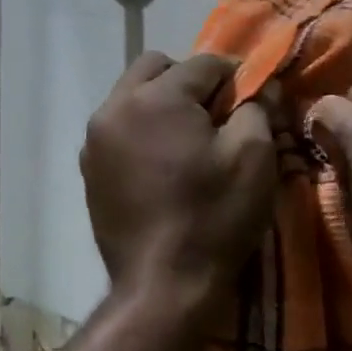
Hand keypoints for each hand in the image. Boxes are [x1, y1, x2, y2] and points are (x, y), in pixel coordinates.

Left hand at [82, 53, 281, 322]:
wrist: (163, 287)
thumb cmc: (215, 217)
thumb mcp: (255, 157)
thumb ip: (258, 108)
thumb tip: (262, 87)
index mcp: (157, 98)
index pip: (205, 64)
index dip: (237, 77)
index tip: (256, 99)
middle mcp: (115, 107)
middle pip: (157, 69)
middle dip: (192, 82)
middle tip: (219, 116)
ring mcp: (95, 141)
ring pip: (133, 98)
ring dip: (164, 105)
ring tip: (191, 142)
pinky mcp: (89, 171)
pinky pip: (120, 131)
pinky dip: (144, 133)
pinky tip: (165, 166)